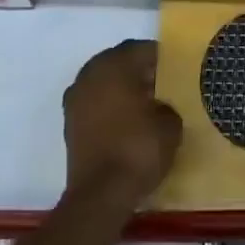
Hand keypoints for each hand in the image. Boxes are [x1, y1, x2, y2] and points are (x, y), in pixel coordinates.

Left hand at [63, 40, 182, 207]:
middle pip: (119, 62)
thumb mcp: (170, 124)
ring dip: (121, 88)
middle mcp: (91, 73)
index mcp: (116, 64)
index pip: (141, 49)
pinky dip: (108, 107)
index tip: (175, 70)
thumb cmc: (138, 149)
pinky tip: (125, 122)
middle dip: (139, 70)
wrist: (100, 195)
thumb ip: (167, 104)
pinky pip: (94, 103)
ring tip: (143, 105)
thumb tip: (160, 105)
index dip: (161, 58)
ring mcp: (76, 98)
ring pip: (104, 82)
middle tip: (160, 85)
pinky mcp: (69, 123)